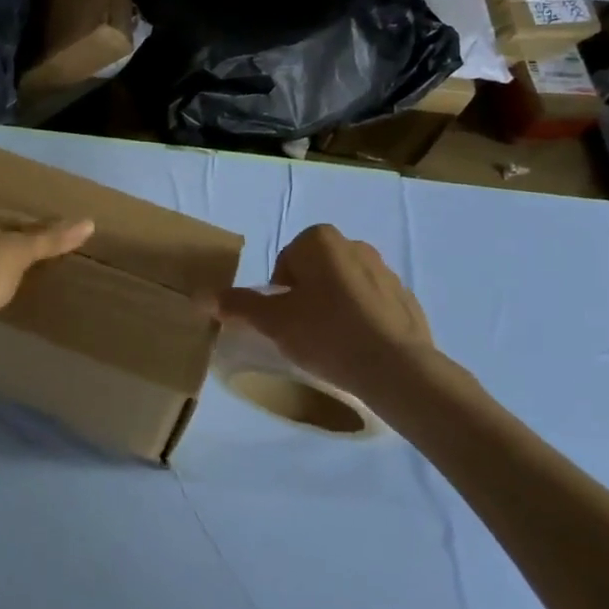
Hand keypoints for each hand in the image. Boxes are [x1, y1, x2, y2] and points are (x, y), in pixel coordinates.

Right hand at [209, 224, 437, 404]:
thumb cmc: (326, 334)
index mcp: (320, 240)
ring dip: (334, 307)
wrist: (396, 368)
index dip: (280, 293)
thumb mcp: (273, 322)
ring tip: (332, 343)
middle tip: (304, 332)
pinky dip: (362, 320)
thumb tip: (202, 296)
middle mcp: (354, 245)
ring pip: (344, 287)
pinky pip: (372, 305)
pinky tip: (359, 348)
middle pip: (315, 272)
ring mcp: (385, 271)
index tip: (286, 320)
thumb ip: (239, 305)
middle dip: (307, 297)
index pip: (285, 262)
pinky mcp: (406, 299)